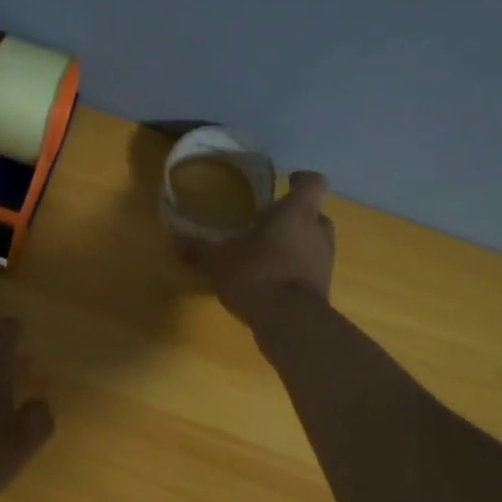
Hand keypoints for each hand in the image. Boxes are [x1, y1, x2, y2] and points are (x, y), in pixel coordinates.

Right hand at [177, 169, 334, 330]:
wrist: (290, 322)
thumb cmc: (257, 274)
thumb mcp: (218, 261)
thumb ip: (199, 249)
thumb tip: (176, 240)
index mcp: (297, 212)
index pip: (312, 182)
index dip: (301, 180)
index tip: (287, 181)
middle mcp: (318, 231)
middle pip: (315, 214)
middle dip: (296, 216)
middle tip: (270, 223)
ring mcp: (325, 261)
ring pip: (315, 243)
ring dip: (297, 245)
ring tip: (269, 254)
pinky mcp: (324, 288)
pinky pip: (311, 270)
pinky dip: (297, 271)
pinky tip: (273, 282)